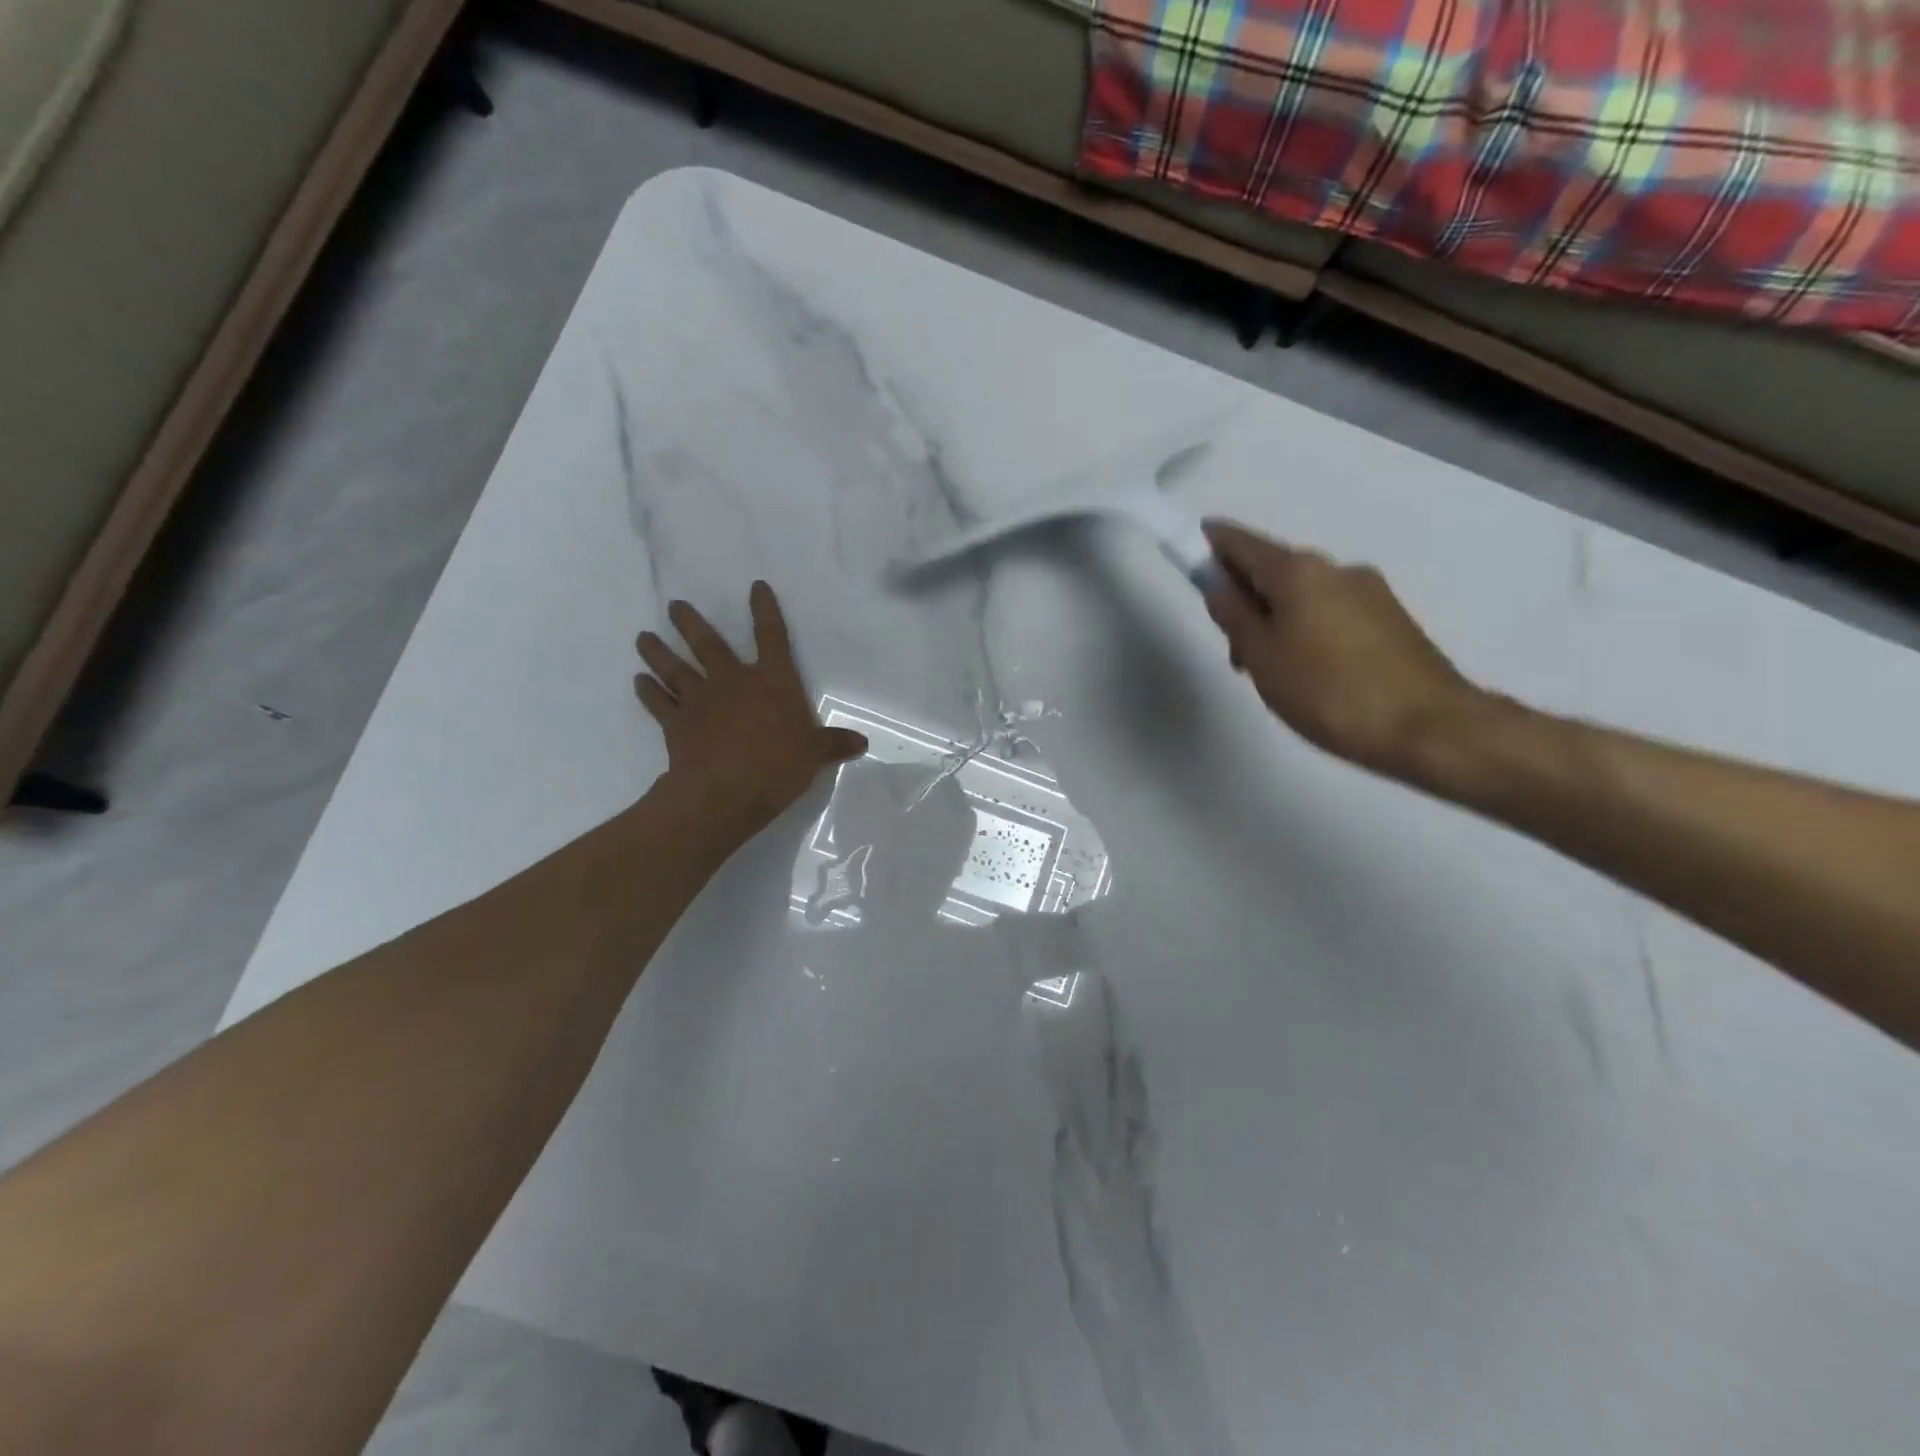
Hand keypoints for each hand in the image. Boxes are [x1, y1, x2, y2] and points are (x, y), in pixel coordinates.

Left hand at [635, 583, 867, 840]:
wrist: (726, 791)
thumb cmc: (778, 766)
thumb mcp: (814, 755)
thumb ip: (833, 744)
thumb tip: (861, 743)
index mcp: (772, 681)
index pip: (771, 637)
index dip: (765, 610)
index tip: (756, 587)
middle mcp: (733, 681)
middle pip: (708, 644)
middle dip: (690, 623)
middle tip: (674, 605)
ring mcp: (700, 700)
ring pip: (675, 668)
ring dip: (658, 652)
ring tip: (644, 637)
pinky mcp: (677, 724)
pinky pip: (659, 703)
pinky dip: (648, 692)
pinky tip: (639, 682)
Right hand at [1201, 521, 1484, 780]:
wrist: (1429, 727)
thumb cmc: (1328, 692)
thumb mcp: (1263, 659)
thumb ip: (1235, 618)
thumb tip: (1219, 588)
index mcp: (1299, 572)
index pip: (1243, 543)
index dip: (1212, 544)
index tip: (1192, 546)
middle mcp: (1335, 569)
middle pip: (1274, 571)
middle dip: (1245, 597)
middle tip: (1233, 647)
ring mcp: (1369, 592)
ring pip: (1304, 596)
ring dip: (1276, 619)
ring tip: (1273, 672)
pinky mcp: (1391, 619)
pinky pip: (1331, 612)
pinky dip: (1306, 630)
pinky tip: (1308, 673)